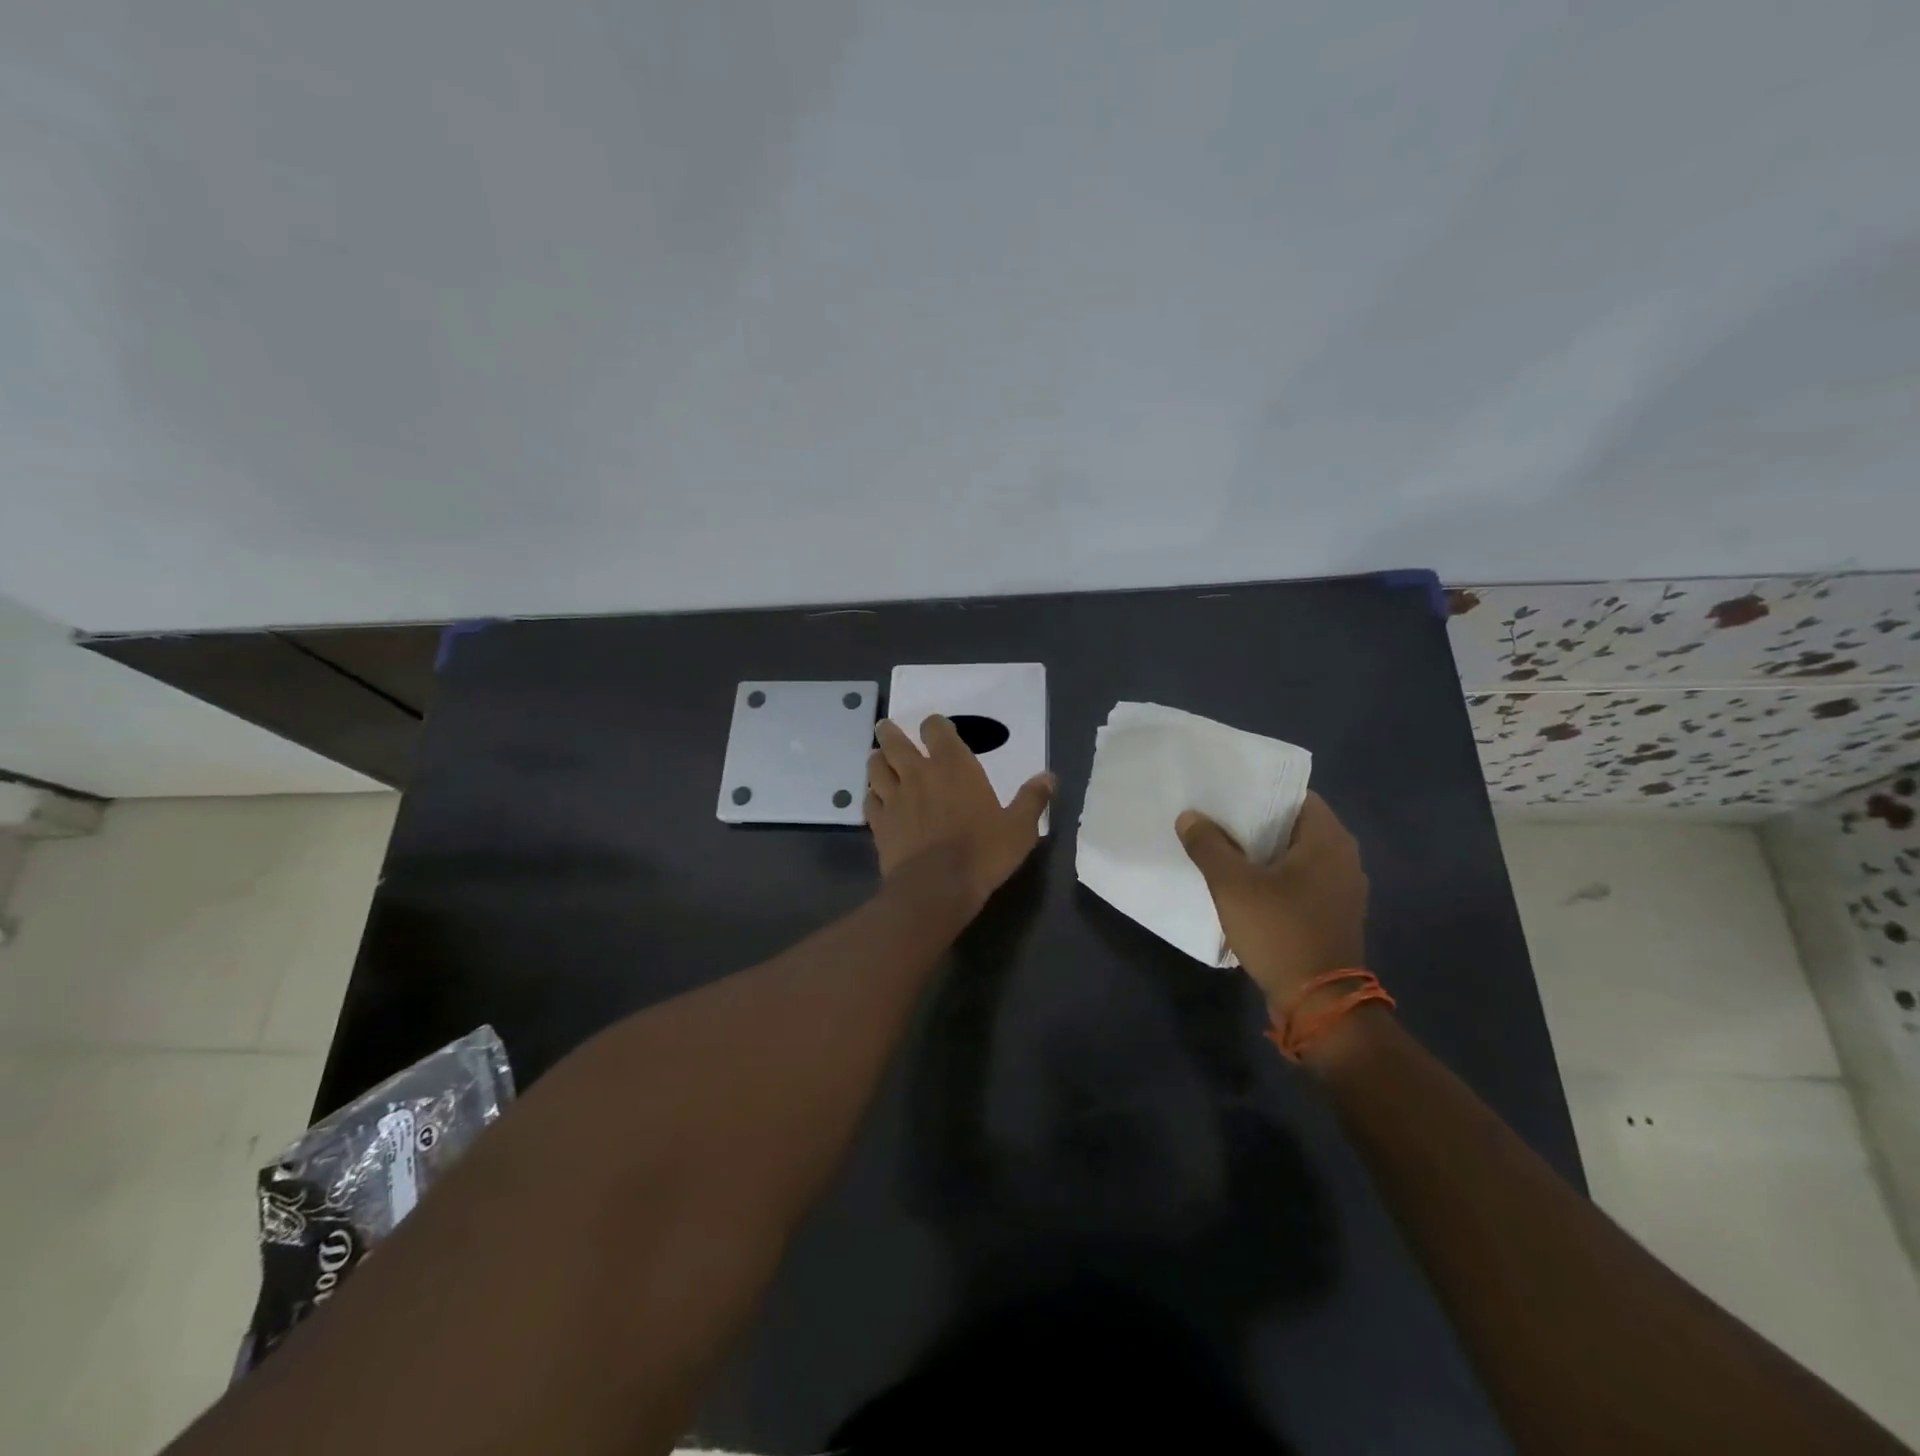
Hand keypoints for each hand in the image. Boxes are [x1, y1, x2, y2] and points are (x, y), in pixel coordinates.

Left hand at [867, 716, 1053, 912]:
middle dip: (889, 732)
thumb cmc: (982, 852)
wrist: (936, 887)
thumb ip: (1032, 799)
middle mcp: (918, 774)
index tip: (935, 728)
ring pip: (875, 767)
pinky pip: (869, 800)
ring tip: (879, 759)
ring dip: (876, 760)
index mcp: (953, 766)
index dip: (935, 725)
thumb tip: (1048, 777)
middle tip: (886, 728)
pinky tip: (876, 799)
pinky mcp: (879, 823)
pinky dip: (871, 795)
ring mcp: (894, 798)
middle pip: (894, 742)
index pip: (936, 729)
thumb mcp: (1019, 828)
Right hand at [1175, 792, 1368, 1007]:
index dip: (1258, 790)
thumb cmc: (1280, 931)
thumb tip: (1189, 816)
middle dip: (1254, 822)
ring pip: (1295, 856)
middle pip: (1293, 825)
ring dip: (1262, 852)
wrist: (1319, 1002)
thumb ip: (1208, 846)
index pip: (1295, 795)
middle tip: (1213, 817)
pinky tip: (1242, 884)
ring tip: (1221, 847)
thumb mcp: (1233, 885)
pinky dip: (1273, 877)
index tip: (1224, 793)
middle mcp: (1343, 858)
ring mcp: (1341, 889)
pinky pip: (1299, 881)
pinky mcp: (1332, 915)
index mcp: (1329, 840)